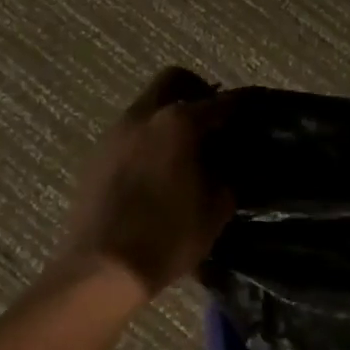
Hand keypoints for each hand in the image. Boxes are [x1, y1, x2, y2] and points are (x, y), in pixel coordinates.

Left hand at [59, 67, 235, 294]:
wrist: (101, 269)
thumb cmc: (168, 236)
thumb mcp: (216, 209)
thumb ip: (225, 176)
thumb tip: (224, 165)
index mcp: (178, 123)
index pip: (220, 101)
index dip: (241, 104)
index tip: (253, 109)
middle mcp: (143, 117)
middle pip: (173, 80)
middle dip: (197, 91)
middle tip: (214, 119)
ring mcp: (114, 135)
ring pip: (147, 106)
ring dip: (169, 116)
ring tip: (186, 149)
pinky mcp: (95, 157)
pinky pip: (130, 133)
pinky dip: (148, 139)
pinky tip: (158, 171)